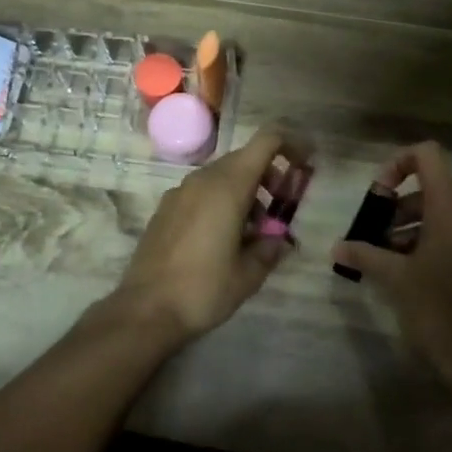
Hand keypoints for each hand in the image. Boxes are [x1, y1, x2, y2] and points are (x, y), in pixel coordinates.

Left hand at [112, 128, 294, 342]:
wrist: (146, 309)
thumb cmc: (204, 289)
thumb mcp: (249, 274)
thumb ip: (270, 248)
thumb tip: (279, 240)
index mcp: (228, 186)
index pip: (266, 142)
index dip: (290, 145)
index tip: (305, 163)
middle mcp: (202, 179)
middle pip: (244, 159)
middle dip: (268, 177)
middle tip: (281, 210)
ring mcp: (179, 192)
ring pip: (221, 176)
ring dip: (245, 192)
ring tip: (254, 233)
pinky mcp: (165, 209)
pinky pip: (201, 192)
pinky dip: (220, 202)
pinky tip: (222, 239)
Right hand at [330, 143, 451, 397]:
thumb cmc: (437, 308)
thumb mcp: (394, 278)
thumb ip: (364, 255)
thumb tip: (337, 248)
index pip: (428, 156)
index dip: (398, 163)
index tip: (378, 195)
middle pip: (431, 193)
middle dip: (397, 211)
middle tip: (373, 239)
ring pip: (444, 219)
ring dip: (412, 232)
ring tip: (388, 262)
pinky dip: (434, 246)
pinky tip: (413, 277)